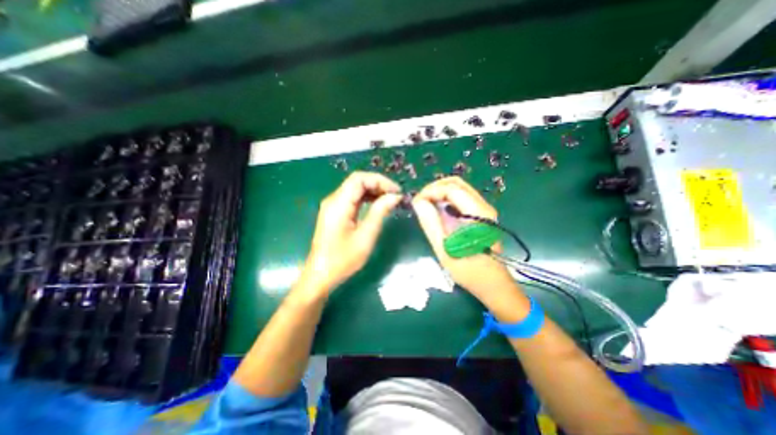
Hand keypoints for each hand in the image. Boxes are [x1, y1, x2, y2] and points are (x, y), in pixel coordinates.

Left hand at [301, 171, 403, 293]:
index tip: (396, 191)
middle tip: (395, 196)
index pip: (359, 179)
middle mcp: (333, 200)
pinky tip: (377, 205)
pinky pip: (352, 199)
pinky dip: (366, 199)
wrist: (321, 275)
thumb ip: (380, 212)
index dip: (380, 180)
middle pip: (357, 181)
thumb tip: (394, 196)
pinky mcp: (334, 213)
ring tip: (390, 200)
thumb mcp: (366, 236)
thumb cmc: (343, 259)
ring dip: (373, 191)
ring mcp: (332, 206)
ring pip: (355, 189)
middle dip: (378, 185)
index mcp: (339, 204)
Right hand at [413, 176, 513, 302]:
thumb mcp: (445, 249)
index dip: (430, 191)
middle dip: (434, 188)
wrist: (493, 284)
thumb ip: (431, 223)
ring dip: (440, 192)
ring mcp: (484, 209)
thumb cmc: (469, 270)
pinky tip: (438, 211)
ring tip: (426, 205)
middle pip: (456, 183)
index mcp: (477, 213)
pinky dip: (446, 199)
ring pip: (459, 188)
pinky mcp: (481, 215)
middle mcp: (483, 206)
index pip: (451, 188)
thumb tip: (418, 202)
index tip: (416, 203)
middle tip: (420, 201)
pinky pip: (462, 198)